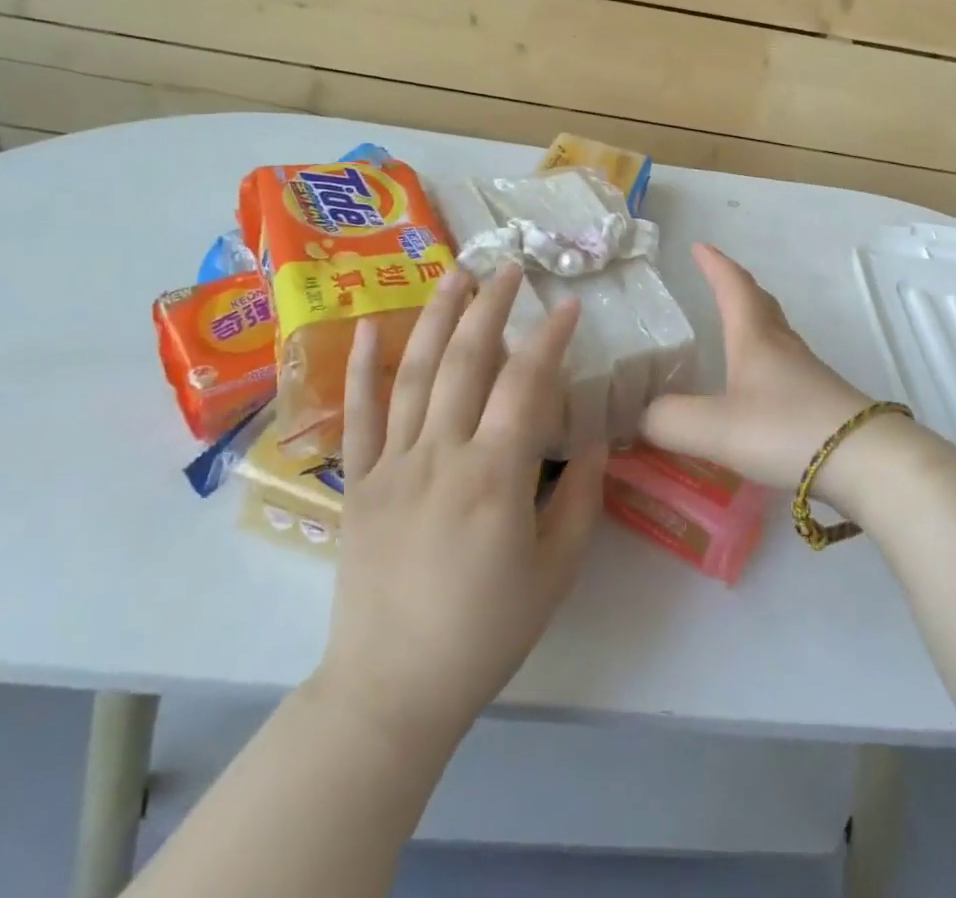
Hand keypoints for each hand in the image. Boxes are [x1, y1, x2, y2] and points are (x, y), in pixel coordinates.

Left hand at [316, 265, 606, 752]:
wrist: (393, 687)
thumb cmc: (485, 632)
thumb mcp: (556, 571)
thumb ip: (581, 497)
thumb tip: (597, 439)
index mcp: (494, 477)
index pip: (526, 384)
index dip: (549, 338)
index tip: (567, 305)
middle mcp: (440, 455)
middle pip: (466, 361)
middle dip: (491, 306)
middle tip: (509, 266)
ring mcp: (392, 464)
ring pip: (414, 373)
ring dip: (436, 317)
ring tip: (456, 273)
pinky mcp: (358, 482)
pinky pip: (358, 415)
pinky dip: (360, 367)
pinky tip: (365, 327)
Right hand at [642, 244, 875, 504]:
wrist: (866, 461)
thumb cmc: (786, 429)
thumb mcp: (714, 427)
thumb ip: (668, 420)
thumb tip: (641, 417)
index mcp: (754, 337)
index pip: (732, 286)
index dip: (714, 265)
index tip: (699, 246)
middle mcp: (782, 346)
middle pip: (760, 303)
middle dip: (736, 286)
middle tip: (716, 278)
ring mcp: (806, 373)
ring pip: (775, 334)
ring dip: (752, 322)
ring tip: (732, 330)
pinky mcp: (821, 401)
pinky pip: (785, 366)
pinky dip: (764, 360)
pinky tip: (757, 388)